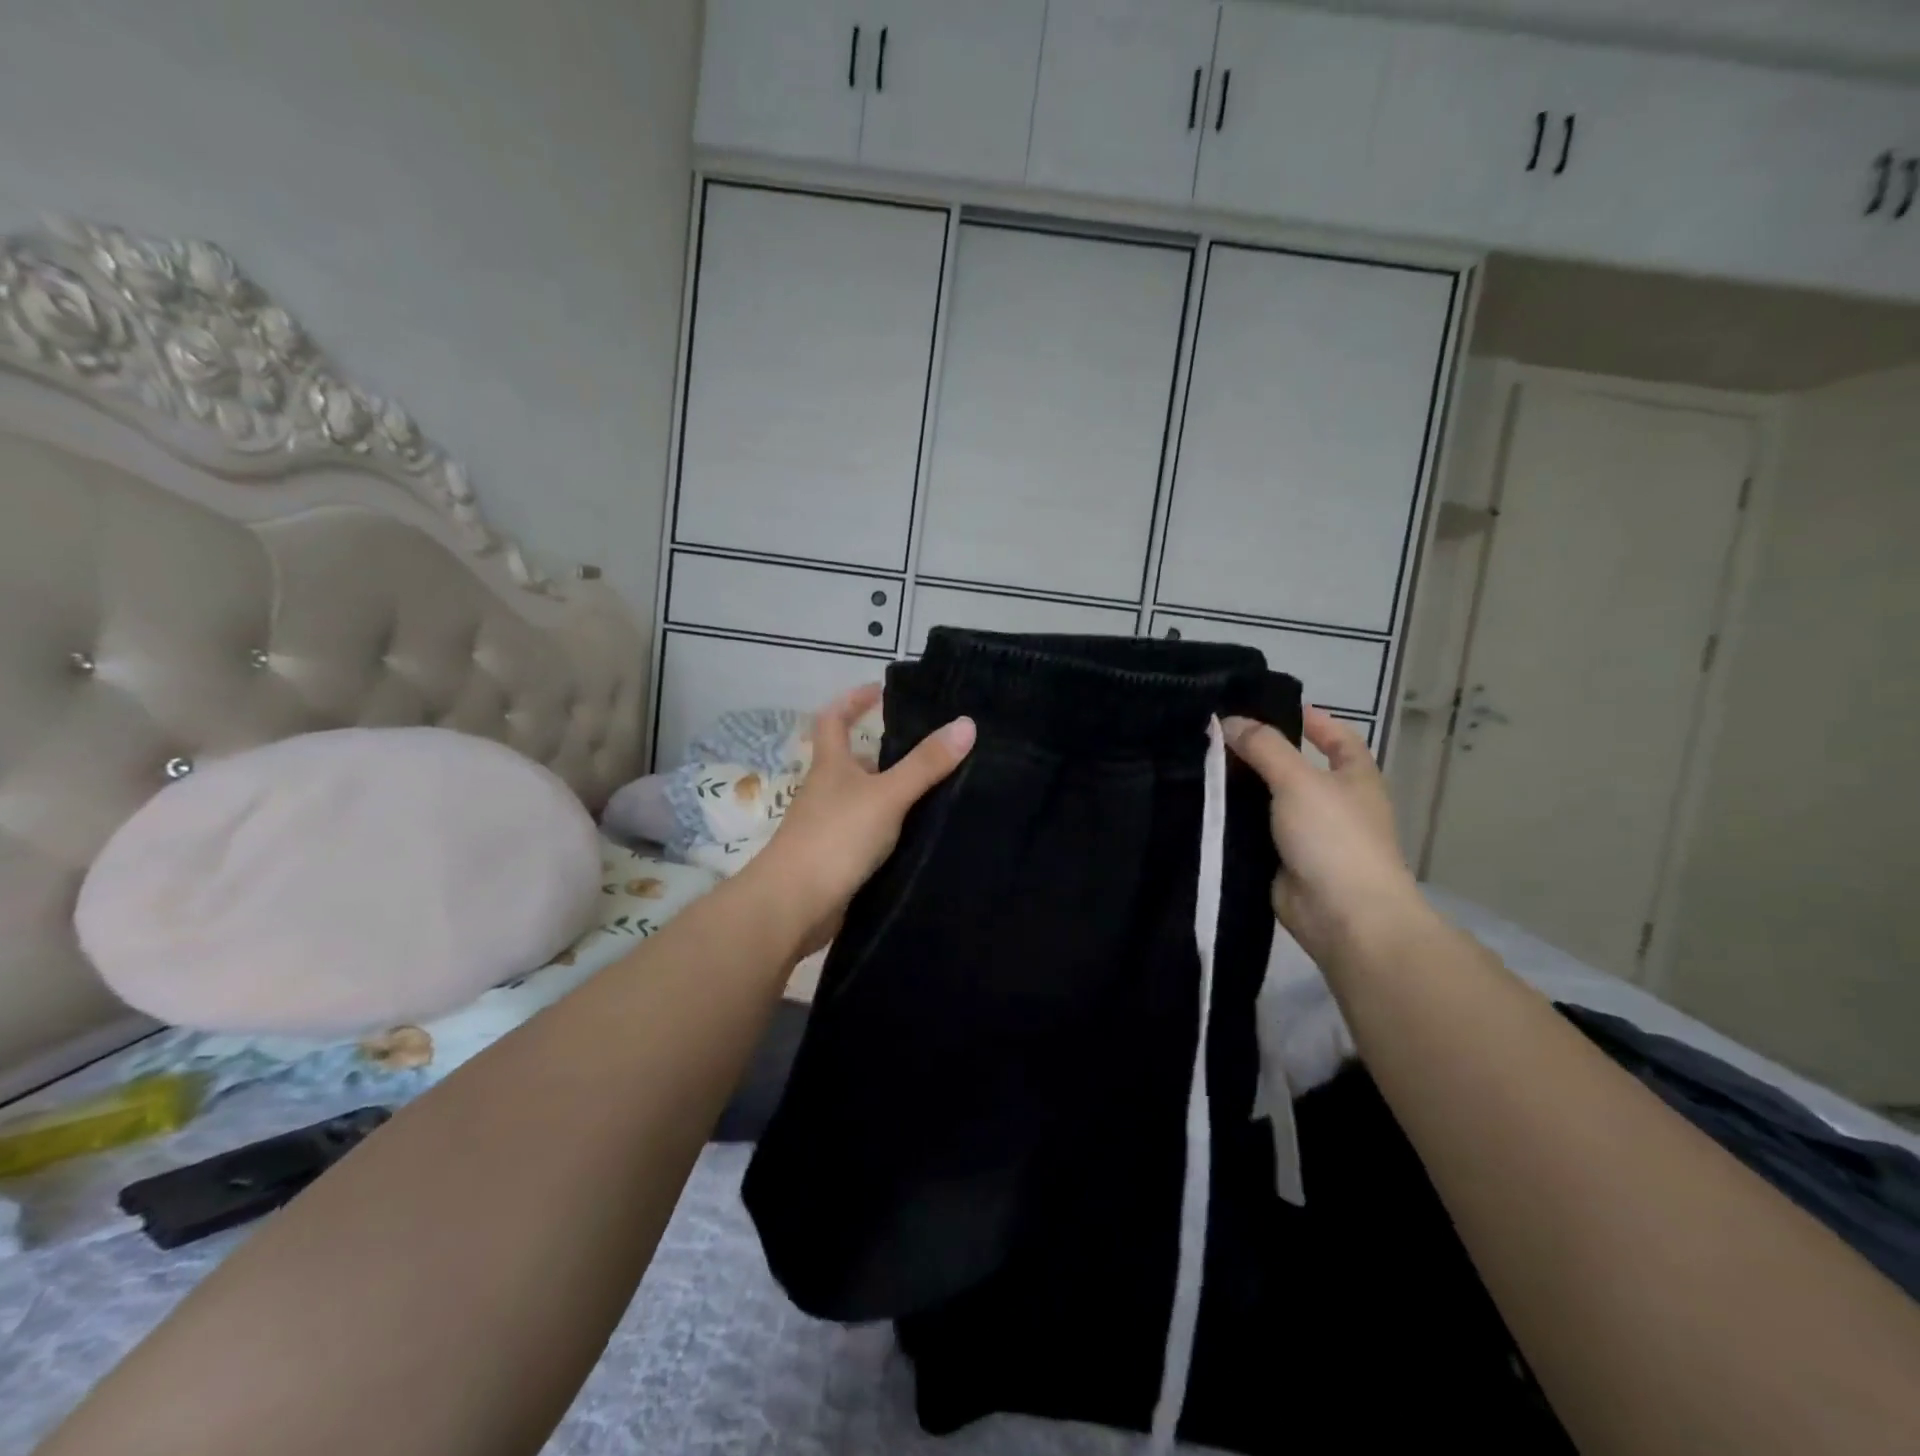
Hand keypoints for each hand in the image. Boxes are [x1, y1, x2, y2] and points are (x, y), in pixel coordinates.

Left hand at [748, 684, 974, 954]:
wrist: (794, 906)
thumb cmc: (835, 837)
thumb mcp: (887, 795)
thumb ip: (925, 764)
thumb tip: (966, 723)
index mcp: (830, 767)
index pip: (834, 720)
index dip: (852, 701)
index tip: (879, 691)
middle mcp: (826, 792)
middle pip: (853, 762)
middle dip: (885, 752)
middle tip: (931, 748)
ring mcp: (829, 827)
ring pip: (865, 800)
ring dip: (893, 794)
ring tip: (939, 790)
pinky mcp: (838, 860)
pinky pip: (869, 835)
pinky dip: (891, 830)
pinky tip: (920, 836)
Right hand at [1223, 708, 1425, 968]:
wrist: (1342, 915)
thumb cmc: (1334, 837)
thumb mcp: (1299, 780)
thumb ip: (1264, 747)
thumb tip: (1230, 721)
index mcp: (1354, 778)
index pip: (1337, 738)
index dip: (1312, 721)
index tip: (1270, 706)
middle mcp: (1333, 802)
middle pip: (1293, 767)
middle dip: (1259, 752)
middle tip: (1214, 734)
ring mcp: (1307, 834)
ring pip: (1267, 800)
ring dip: (1239, 787)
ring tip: (1197, 764)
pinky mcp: (1282, 860)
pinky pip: (1253, 831)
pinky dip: (1233, 820)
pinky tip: (1201, 805)